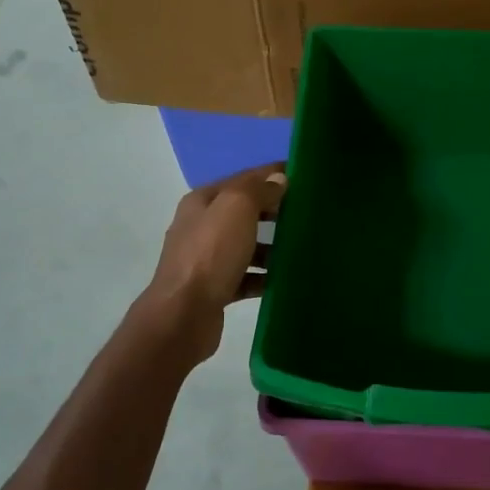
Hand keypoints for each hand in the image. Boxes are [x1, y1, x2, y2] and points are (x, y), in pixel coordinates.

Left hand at [143, 162, 284, 360]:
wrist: (183, 315)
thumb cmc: (211, 254)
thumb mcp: (236, 208)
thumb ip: (258, 190)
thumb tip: (278, 180)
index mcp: (202, 202)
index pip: (242, 179)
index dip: (271, 174)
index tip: (302, 174)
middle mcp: (200, 227)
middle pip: (243, 212)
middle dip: (273, 210)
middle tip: (305, 212)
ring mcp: (205, 260)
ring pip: (245, 245)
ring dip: (270, 245)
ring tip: (299, 247)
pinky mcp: (214, 289)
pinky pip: (245, 276)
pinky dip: (263, 275)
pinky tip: (283, 278)